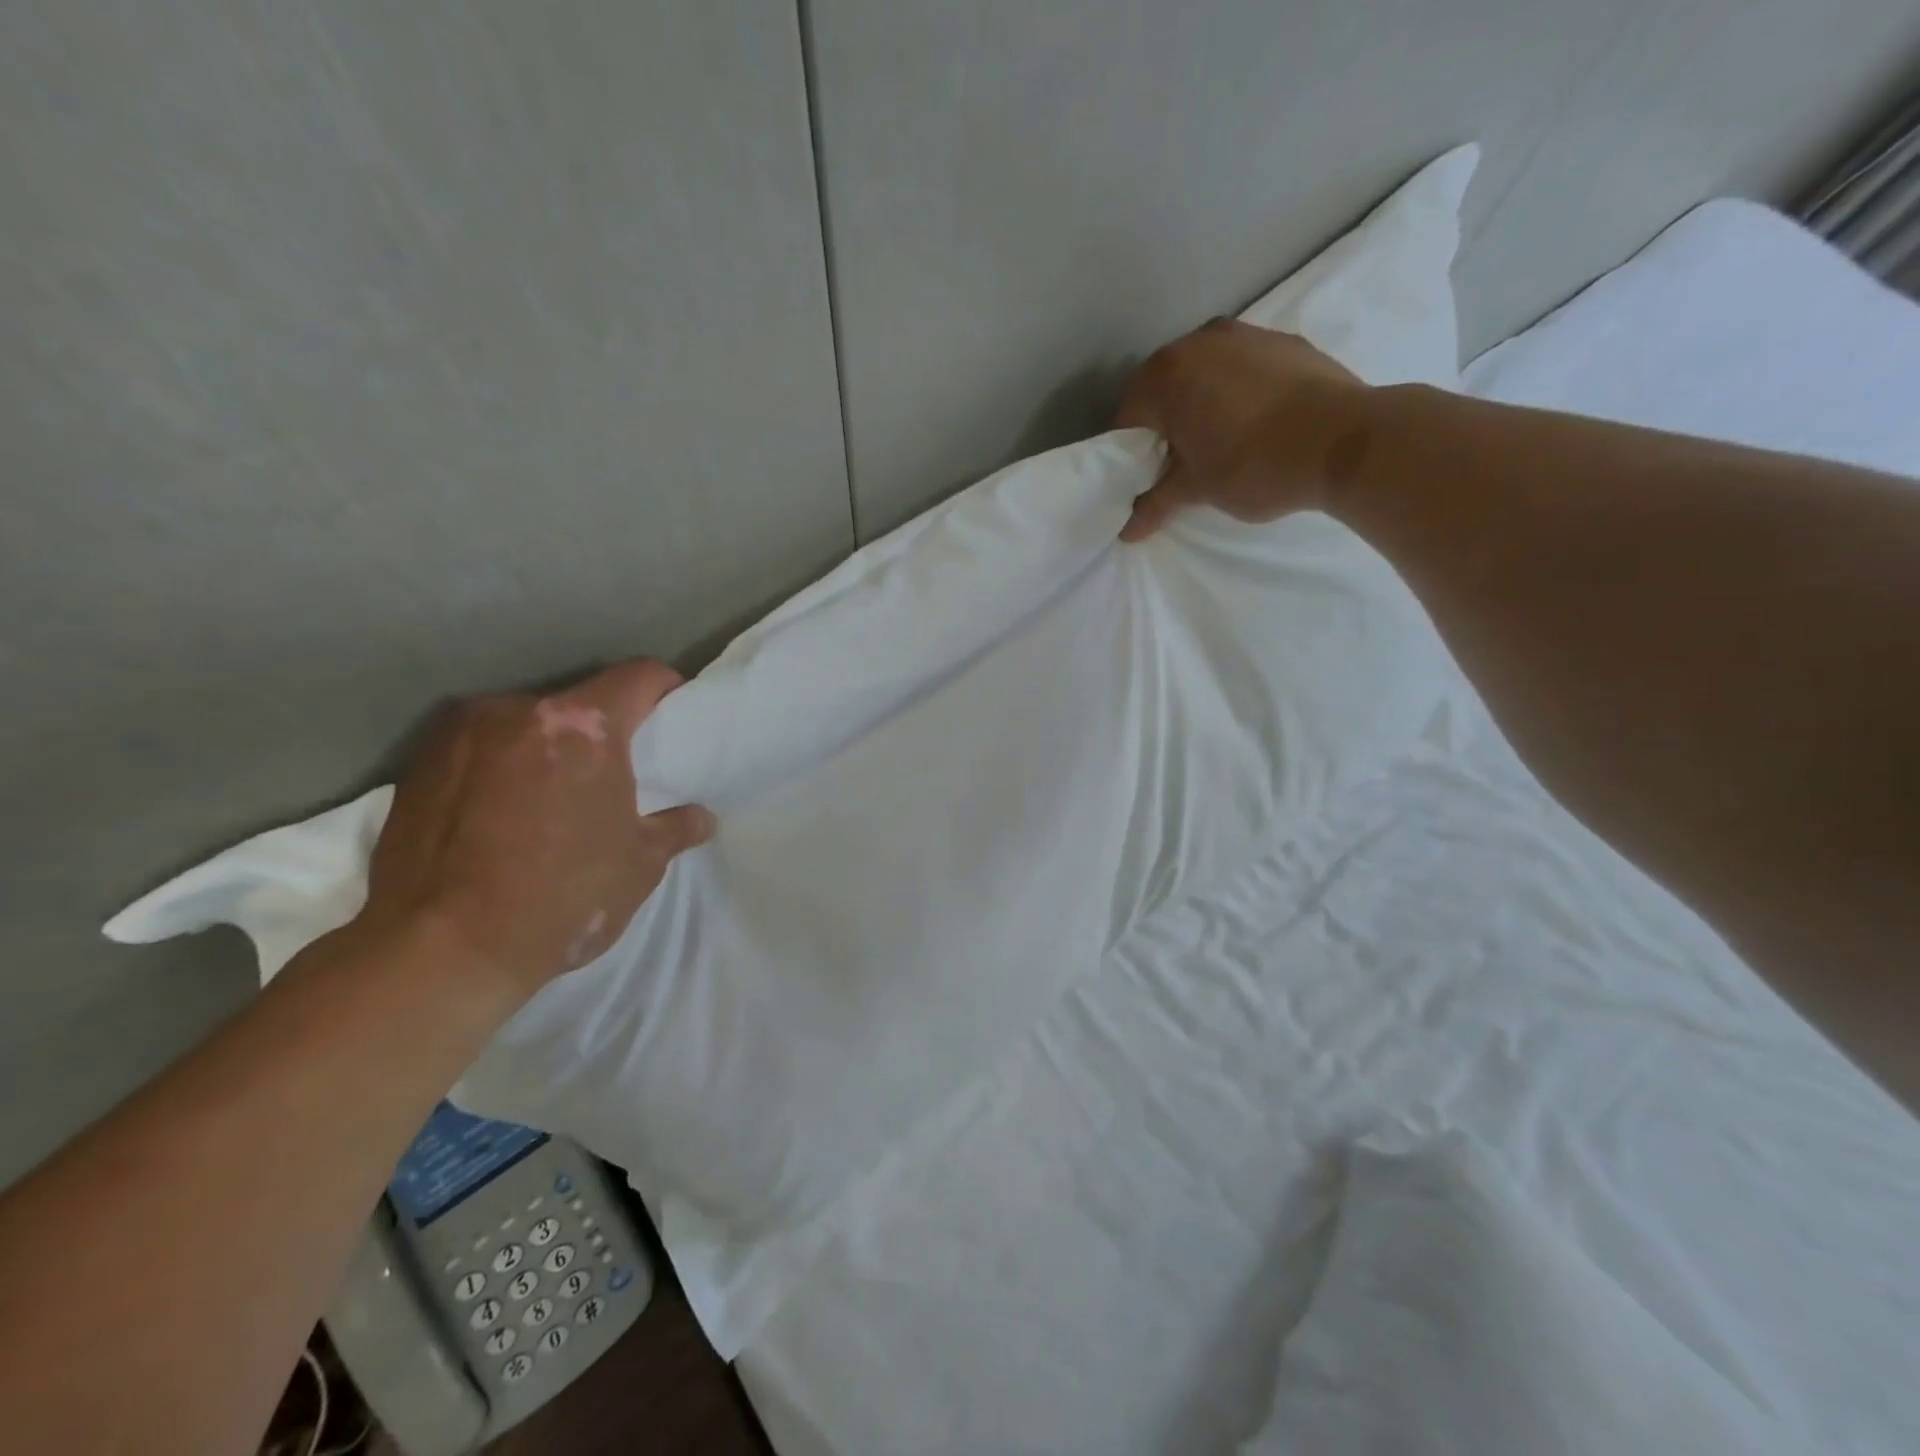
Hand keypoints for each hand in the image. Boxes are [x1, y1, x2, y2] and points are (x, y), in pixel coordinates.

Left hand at [363, 659, 714, 1001]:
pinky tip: (502, 814)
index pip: (638, 677)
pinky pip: (478, 748)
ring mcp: (460, 734)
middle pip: (578, 701)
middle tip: (612, 771)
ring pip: (524, 723)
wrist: (439, 952)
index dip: (664, 688)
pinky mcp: (416, 764)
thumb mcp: (638, 866)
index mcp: (583, 727)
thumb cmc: (561, 899)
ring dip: (546, 746)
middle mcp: (517, 711)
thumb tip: (700, 818)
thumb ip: (674, 829)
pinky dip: (499, 766)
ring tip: (550, 796)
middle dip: (600, 728)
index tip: (671, 712)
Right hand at [1115, 319, 1371, 540]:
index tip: (1149, 479)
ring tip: (1224, 444)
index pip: (1129, 418)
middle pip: (1165, 389)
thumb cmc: (1253, 465)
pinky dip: (1240, 393)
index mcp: (1166, 375)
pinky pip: (1245, 369)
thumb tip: (1127, 532)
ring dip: (1204, 405)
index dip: (1132, 455)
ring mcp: (1245, 334)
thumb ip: (1156, 504)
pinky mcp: (1285, 341)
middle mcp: (1199, 341)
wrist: (1345, 440)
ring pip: (1206, 374)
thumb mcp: (1196, 490)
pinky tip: (1259, 425)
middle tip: (1183, 465)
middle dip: (1167, 425)